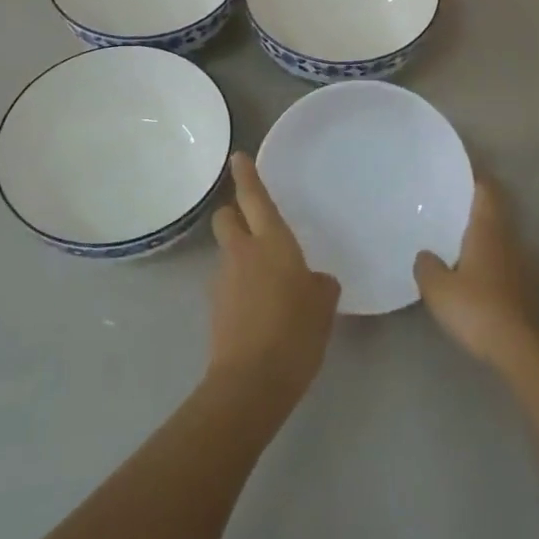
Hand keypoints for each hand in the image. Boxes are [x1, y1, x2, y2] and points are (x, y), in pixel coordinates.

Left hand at [208, 152, 340, 408]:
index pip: (255, 198)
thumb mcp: (323, 305)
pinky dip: (239, 286)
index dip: (246, 175)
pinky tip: (259, 310)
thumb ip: (320, 284)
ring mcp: (223, 280)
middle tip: (254, 224)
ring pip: (227, 252)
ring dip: (240, 255)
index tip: (238, 156)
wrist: (251, 382)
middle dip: (234, 213)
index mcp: (272, 243)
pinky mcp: (215, 308)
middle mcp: (242, 253)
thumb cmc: (296, 332)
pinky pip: (228, 283)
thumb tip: (314, 281)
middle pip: (226, 217)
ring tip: (267, 282)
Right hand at [414, 177, 538, 371]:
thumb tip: (425, 254)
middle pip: (494, 214)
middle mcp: (509, 239)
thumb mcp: (438, 288)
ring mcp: (524, 264)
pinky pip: (505, 264)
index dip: (475, 178)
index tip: (459, 173)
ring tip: (457, 244)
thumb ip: (427, 266)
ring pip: (500, 240)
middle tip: (449, 210)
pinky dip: (491, 264)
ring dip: (483, 239)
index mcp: (487, 230)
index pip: (485, 191)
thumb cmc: (476, 307)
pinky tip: (474, 277)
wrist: (520, 347)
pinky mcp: (529, 288)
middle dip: (474, 210)